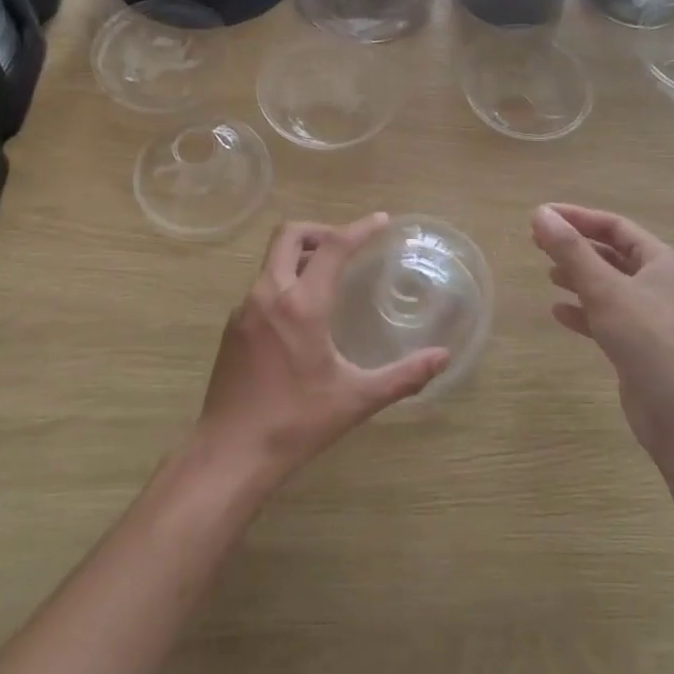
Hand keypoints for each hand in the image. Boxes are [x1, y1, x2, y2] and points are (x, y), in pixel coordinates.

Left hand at [196, 215, 450, 489]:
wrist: (230, 453)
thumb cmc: (297, 423)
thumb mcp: (356, 399)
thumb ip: (404, 376)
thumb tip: (443, 358)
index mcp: (301, 305)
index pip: (332, 248)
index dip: (359, 228)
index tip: (381, 221)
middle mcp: (268, 295)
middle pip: (288, 235)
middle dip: (320, 230)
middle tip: (348, 244)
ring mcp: (244, 310)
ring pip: (271, 260)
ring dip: (300, 256)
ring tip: (329, 277)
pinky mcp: (232, 328)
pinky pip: (261, 286)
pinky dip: (284, 281)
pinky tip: (301, 315)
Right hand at [531, 203, 673, 457]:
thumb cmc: (648, 339)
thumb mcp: (605, 288)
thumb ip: (571, 251)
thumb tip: (540, 213)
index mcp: (661, 262)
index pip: (615, 226)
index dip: (578, 218)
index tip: (541, 216)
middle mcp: (660, 284)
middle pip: (612, 255)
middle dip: (576, 248)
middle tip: (538, 243)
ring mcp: (652, 318)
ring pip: (609, 287)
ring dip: (579, 278)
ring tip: (548, 275)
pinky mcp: (641, 347)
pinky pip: (607, 318)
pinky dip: (584, 311)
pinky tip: (559, 314)